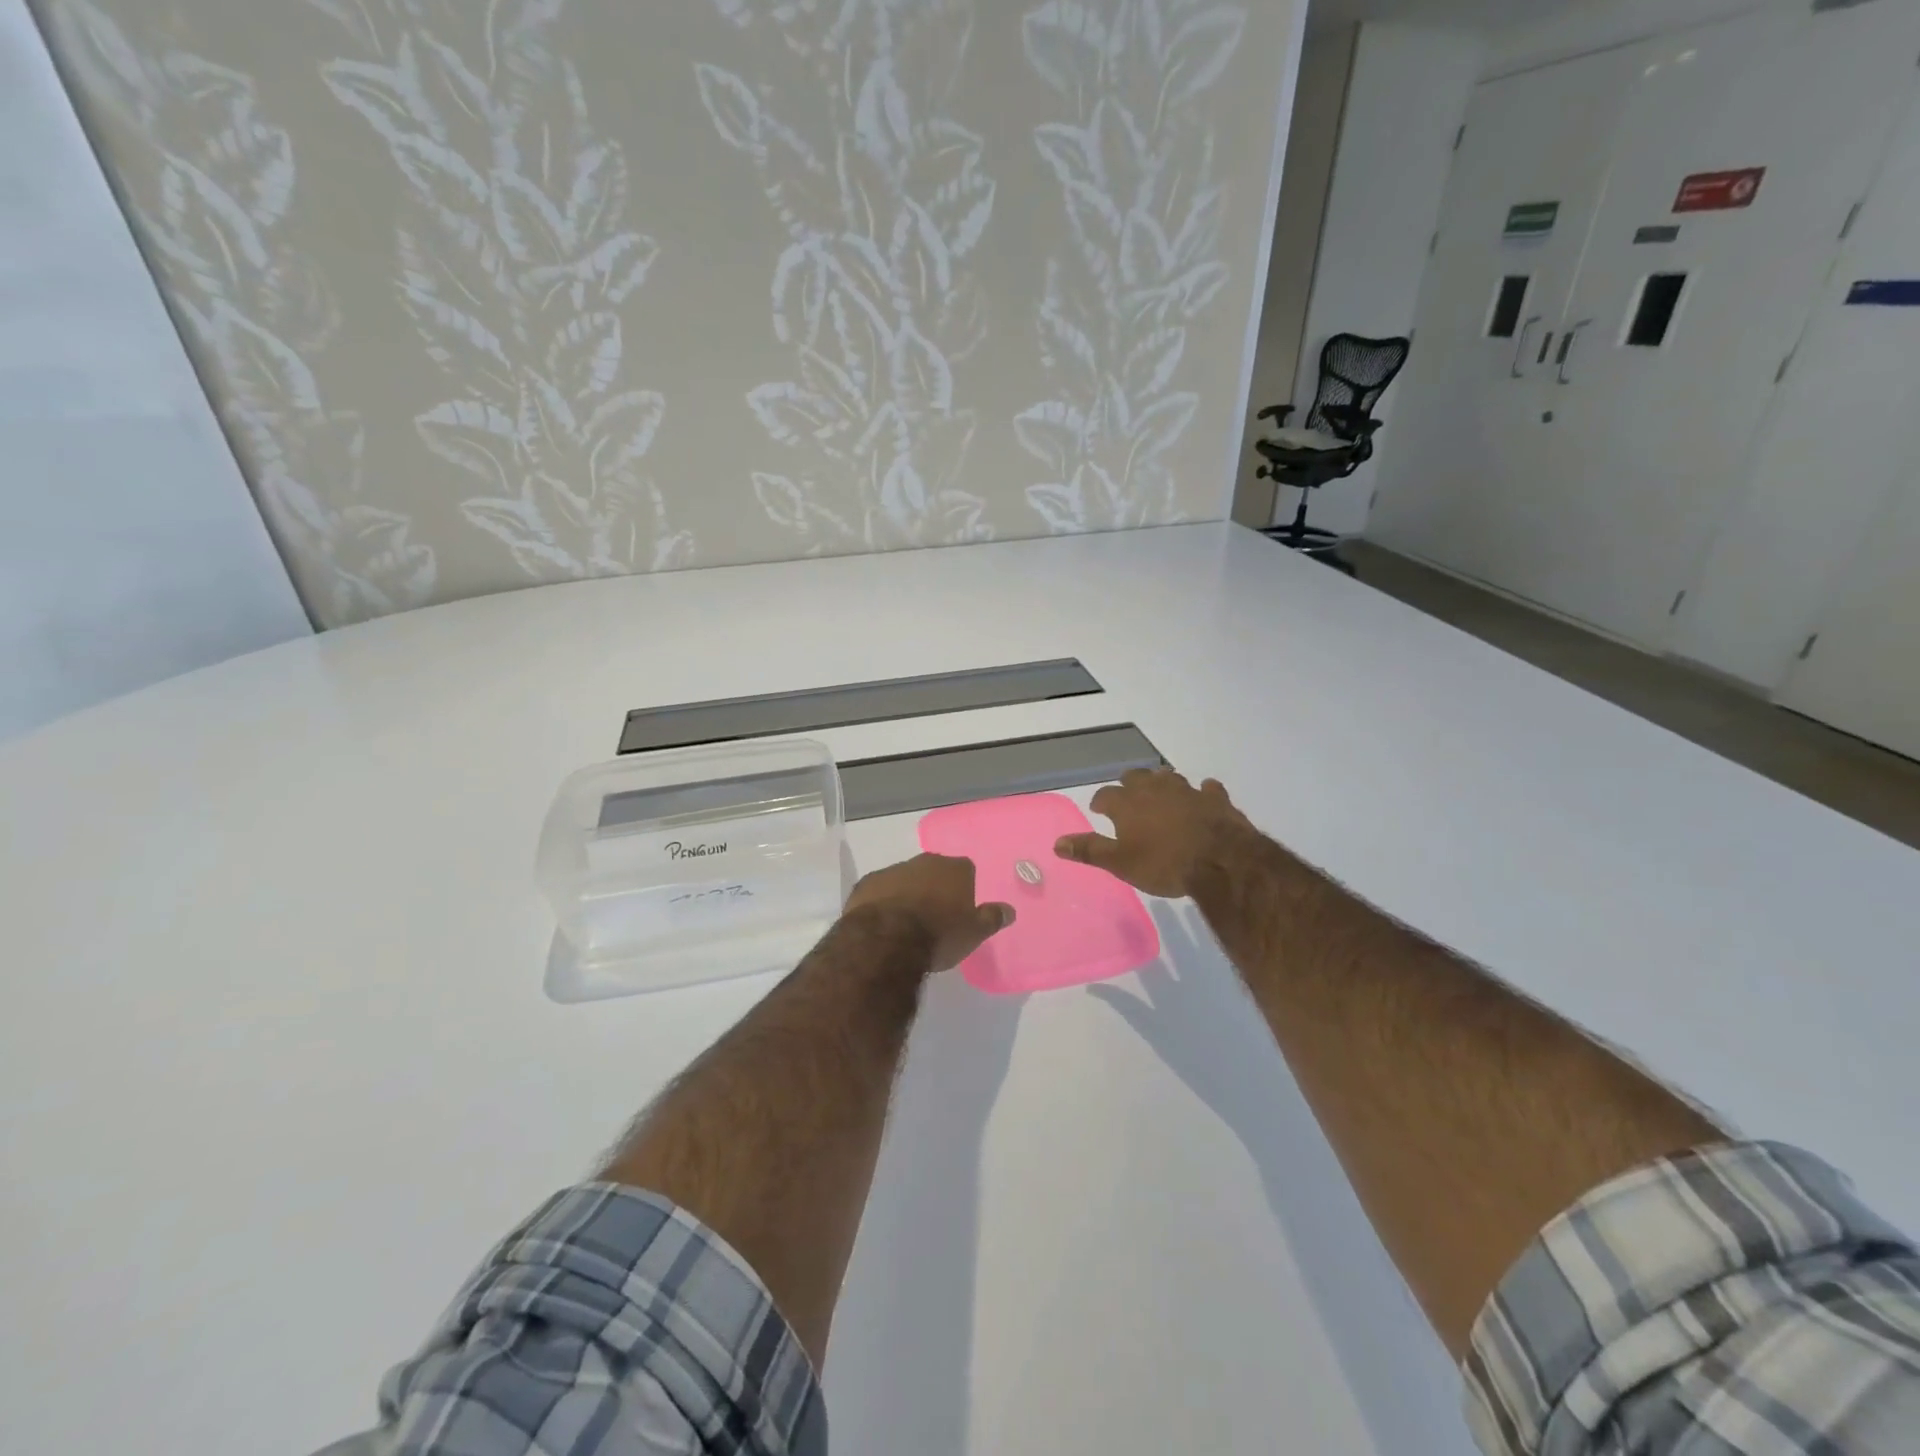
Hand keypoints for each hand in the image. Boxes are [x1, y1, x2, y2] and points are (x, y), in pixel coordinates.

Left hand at [842, 853, 1014, 974]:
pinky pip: (881, 890)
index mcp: (955, 869)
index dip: (964, 890)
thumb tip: (1010, 910)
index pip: (966, 871)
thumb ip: (992, 918)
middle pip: (935, 871)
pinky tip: (883, 922)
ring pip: (906, 878)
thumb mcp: (974, 933)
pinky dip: (883, 901)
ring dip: (908, 894)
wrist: (886, 940)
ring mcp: (894, 869)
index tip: (960, 910)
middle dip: (935, 888)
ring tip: (907, 923)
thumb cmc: (939, 935)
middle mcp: (926, 861)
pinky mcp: (867, 883)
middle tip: (935, 917)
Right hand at [1055, 768, 1253, 898]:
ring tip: (1160, 793)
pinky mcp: (1215, 798)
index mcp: (1127, 803)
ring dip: (1162, 782)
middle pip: (1135, 776)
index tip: (1099, 809)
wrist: (1220, 861)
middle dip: (1129, 784)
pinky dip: (1202, 792)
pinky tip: (1203, 797)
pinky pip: (1206, 788)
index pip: (1105, 795)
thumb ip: (1090, 850)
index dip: (1100, 801)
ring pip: (1168, 777)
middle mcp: (1154, 789)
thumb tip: (1057, 843)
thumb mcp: (1121, 863)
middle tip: (1128, 796)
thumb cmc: (1163, 864)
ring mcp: (1186, 790)